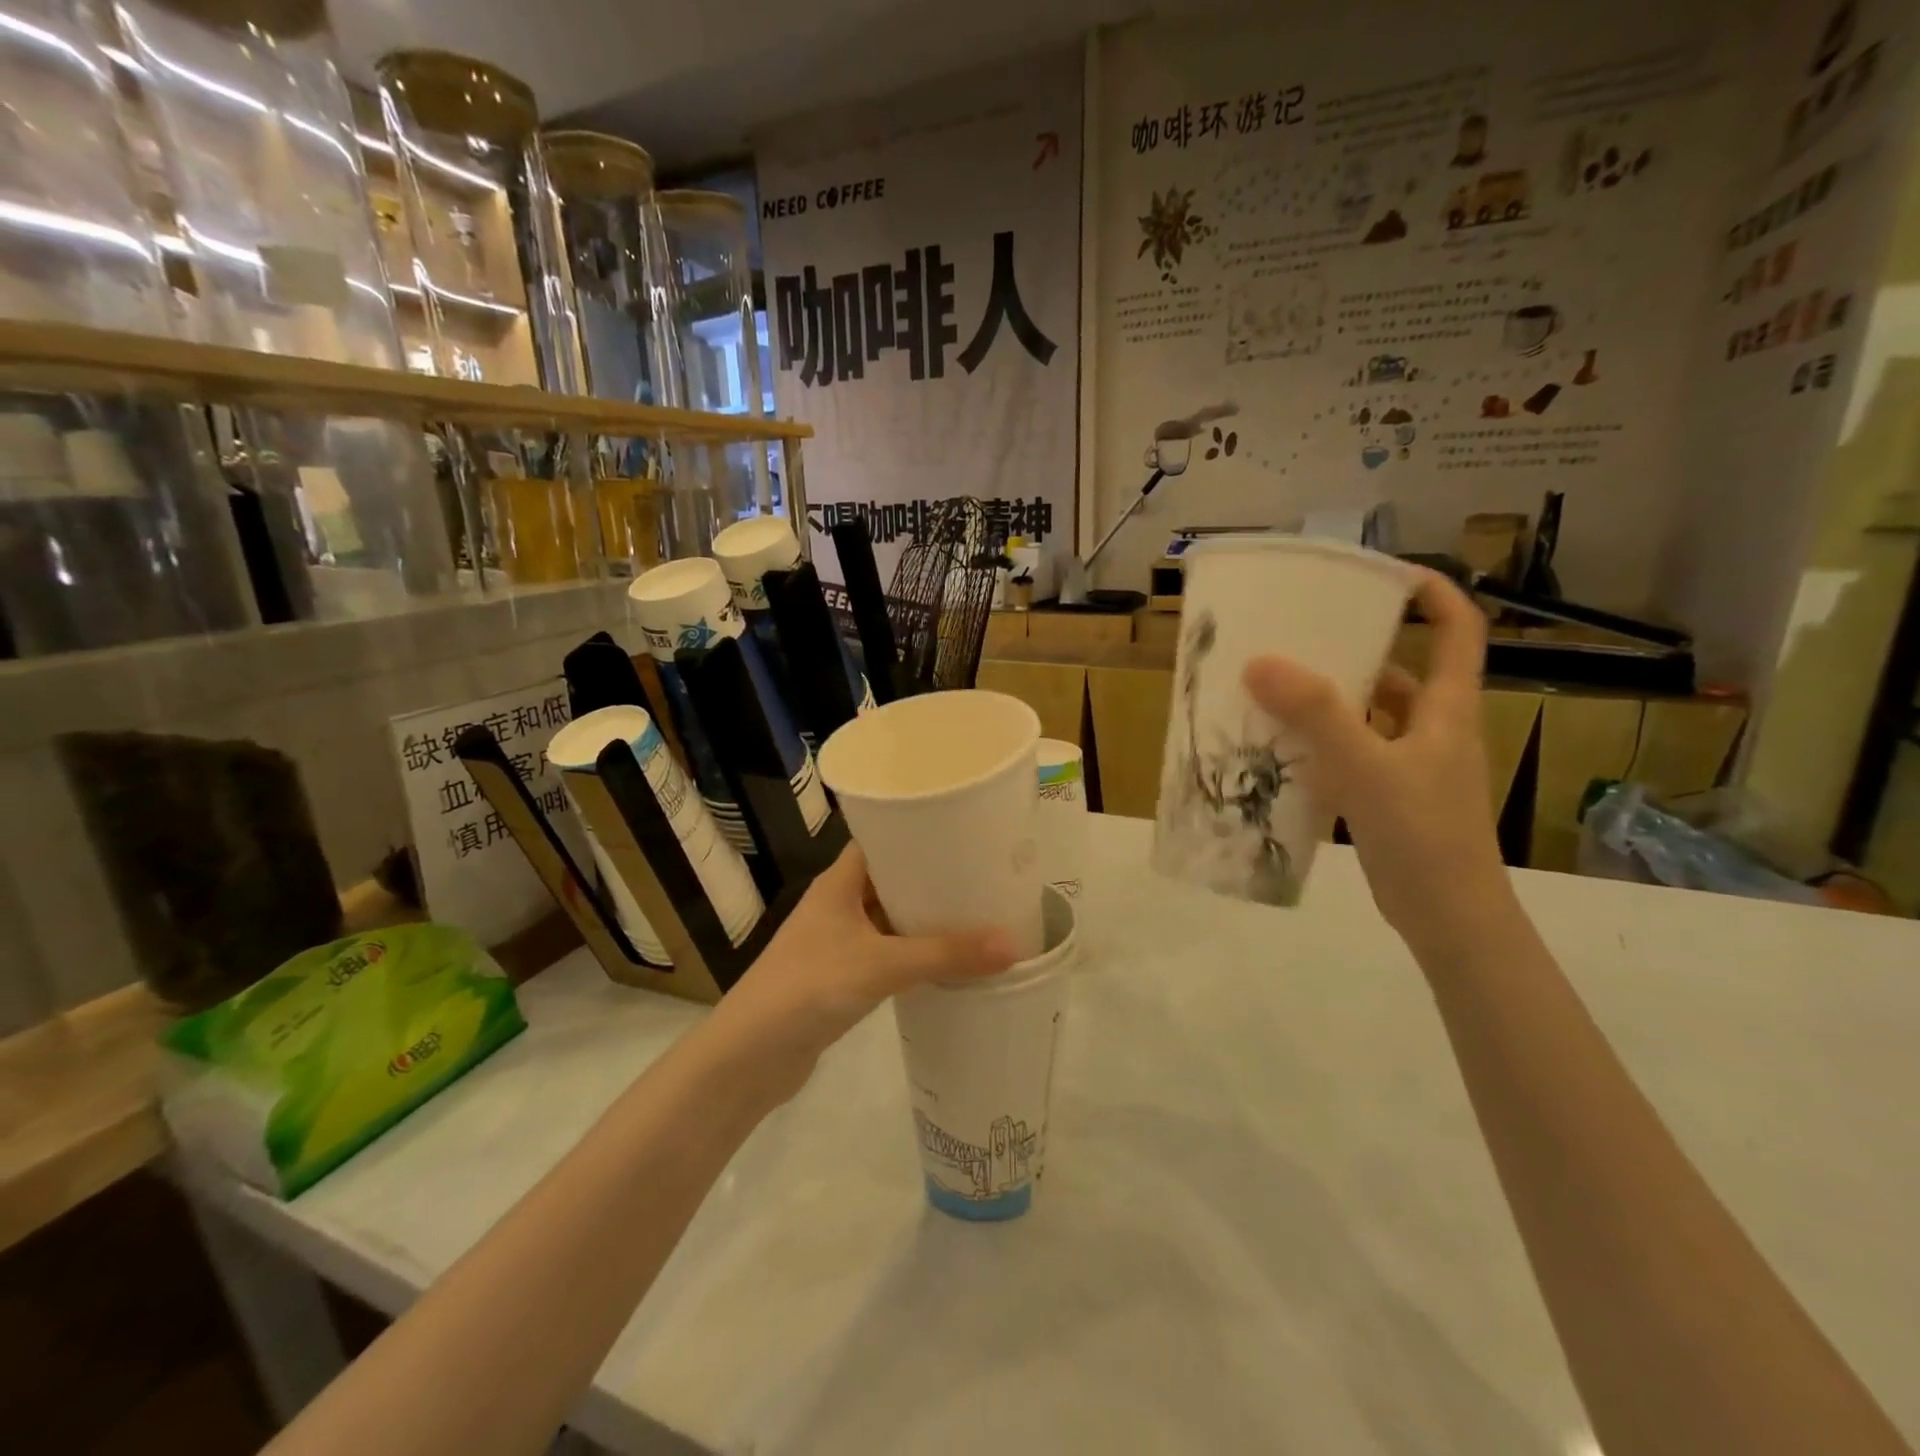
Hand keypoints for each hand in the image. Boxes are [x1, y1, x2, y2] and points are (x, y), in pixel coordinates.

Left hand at [715, 844, 1017, 1097]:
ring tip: (979, 911)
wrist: (749, 1057)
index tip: (965, 829)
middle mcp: (838, 903)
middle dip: (934, 877)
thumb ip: (945, 954)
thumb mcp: (880, 964)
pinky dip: (914, 951)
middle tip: (985, 873)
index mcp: (839, 882)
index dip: (918, 830)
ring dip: (926, 917)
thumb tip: (1015, 944)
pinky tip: (949, 959)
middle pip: (892, 878)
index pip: (882, 839)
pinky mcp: (842, 975)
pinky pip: (887, 951)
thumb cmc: (809, 988)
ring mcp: (838, 941)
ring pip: (891, 917)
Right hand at [1243, 569, 1513, 959]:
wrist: (1448, 918)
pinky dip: (1320, 745)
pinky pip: (1351, 754)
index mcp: (1448, 710)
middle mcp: (1433, 730)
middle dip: (1353, 649)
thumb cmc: (1423, 836)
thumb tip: (1259, 662)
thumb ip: (1317, 715)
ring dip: (1328, 702)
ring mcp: (1411, 765)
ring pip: (1368, 716)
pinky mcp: (1388, 796)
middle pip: (1399, 672)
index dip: (1432, 594)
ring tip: (1274, 688)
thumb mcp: (1368, 768)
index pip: (1458, 632)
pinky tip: (1280, 748)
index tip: (1381, 575)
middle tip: (1297, 636)